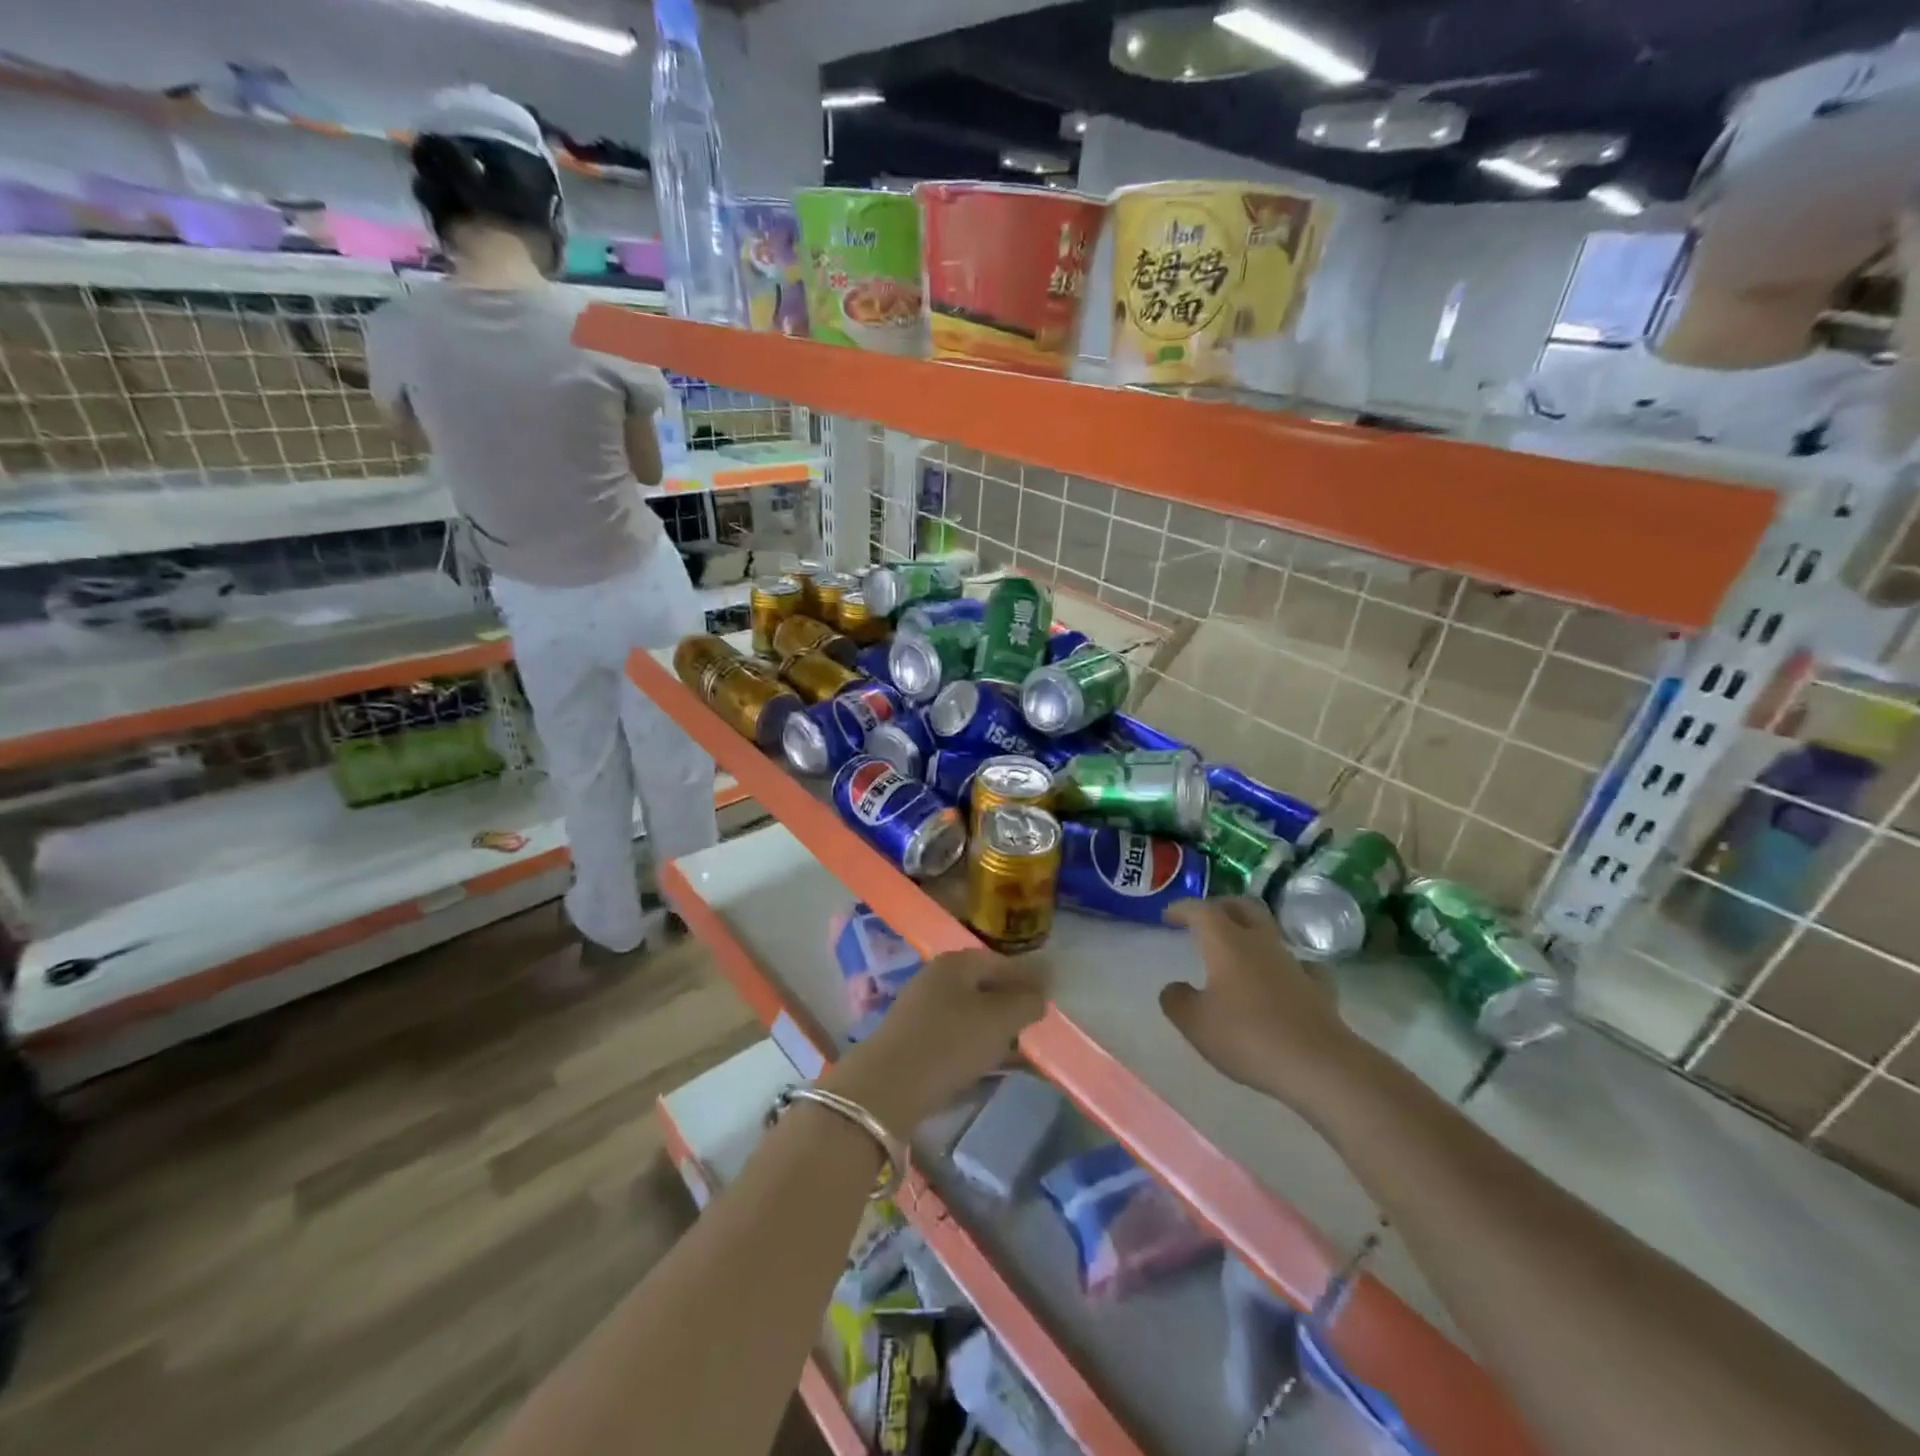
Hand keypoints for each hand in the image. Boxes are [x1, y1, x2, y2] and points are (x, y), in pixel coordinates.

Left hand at [825, 950, 1047, 1131]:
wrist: (889, 1085)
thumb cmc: (950, 1042)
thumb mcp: (1000, 1020)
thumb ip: (1026, 1002)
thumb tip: (1040, 995)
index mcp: (956, 962)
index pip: (1000, 961)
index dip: (1027, 977)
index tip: (1049, 996)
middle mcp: (935, 977)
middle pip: (982, 984)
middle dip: (1011, 1002)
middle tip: (1035, 1021)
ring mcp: (920, 1007)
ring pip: (968, 1010)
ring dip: (994, 1025)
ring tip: (1018, 1045)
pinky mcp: (913, 1038)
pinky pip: (954, 1033)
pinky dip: (975, 1042)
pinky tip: (988, 1061)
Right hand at [1160, 898, 1362, 1107]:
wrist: (1319, 1065)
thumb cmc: (1248, 1037)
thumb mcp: (1195, 1023)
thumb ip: (1176, 1000)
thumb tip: (1175, 988)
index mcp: (1226, 943)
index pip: (1202, 910)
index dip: (1183, 908)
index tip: (1169, 916)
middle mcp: (1261, 944)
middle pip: (1243, 907)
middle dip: (1222, 906)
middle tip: (1206, 917)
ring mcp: (1293, 964)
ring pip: (1271, 933)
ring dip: (1252, 934)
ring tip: (1239, 950)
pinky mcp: (1319, 989)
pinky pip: (1301, 966)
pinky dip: (1287, 966)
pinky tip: (1284, 978)